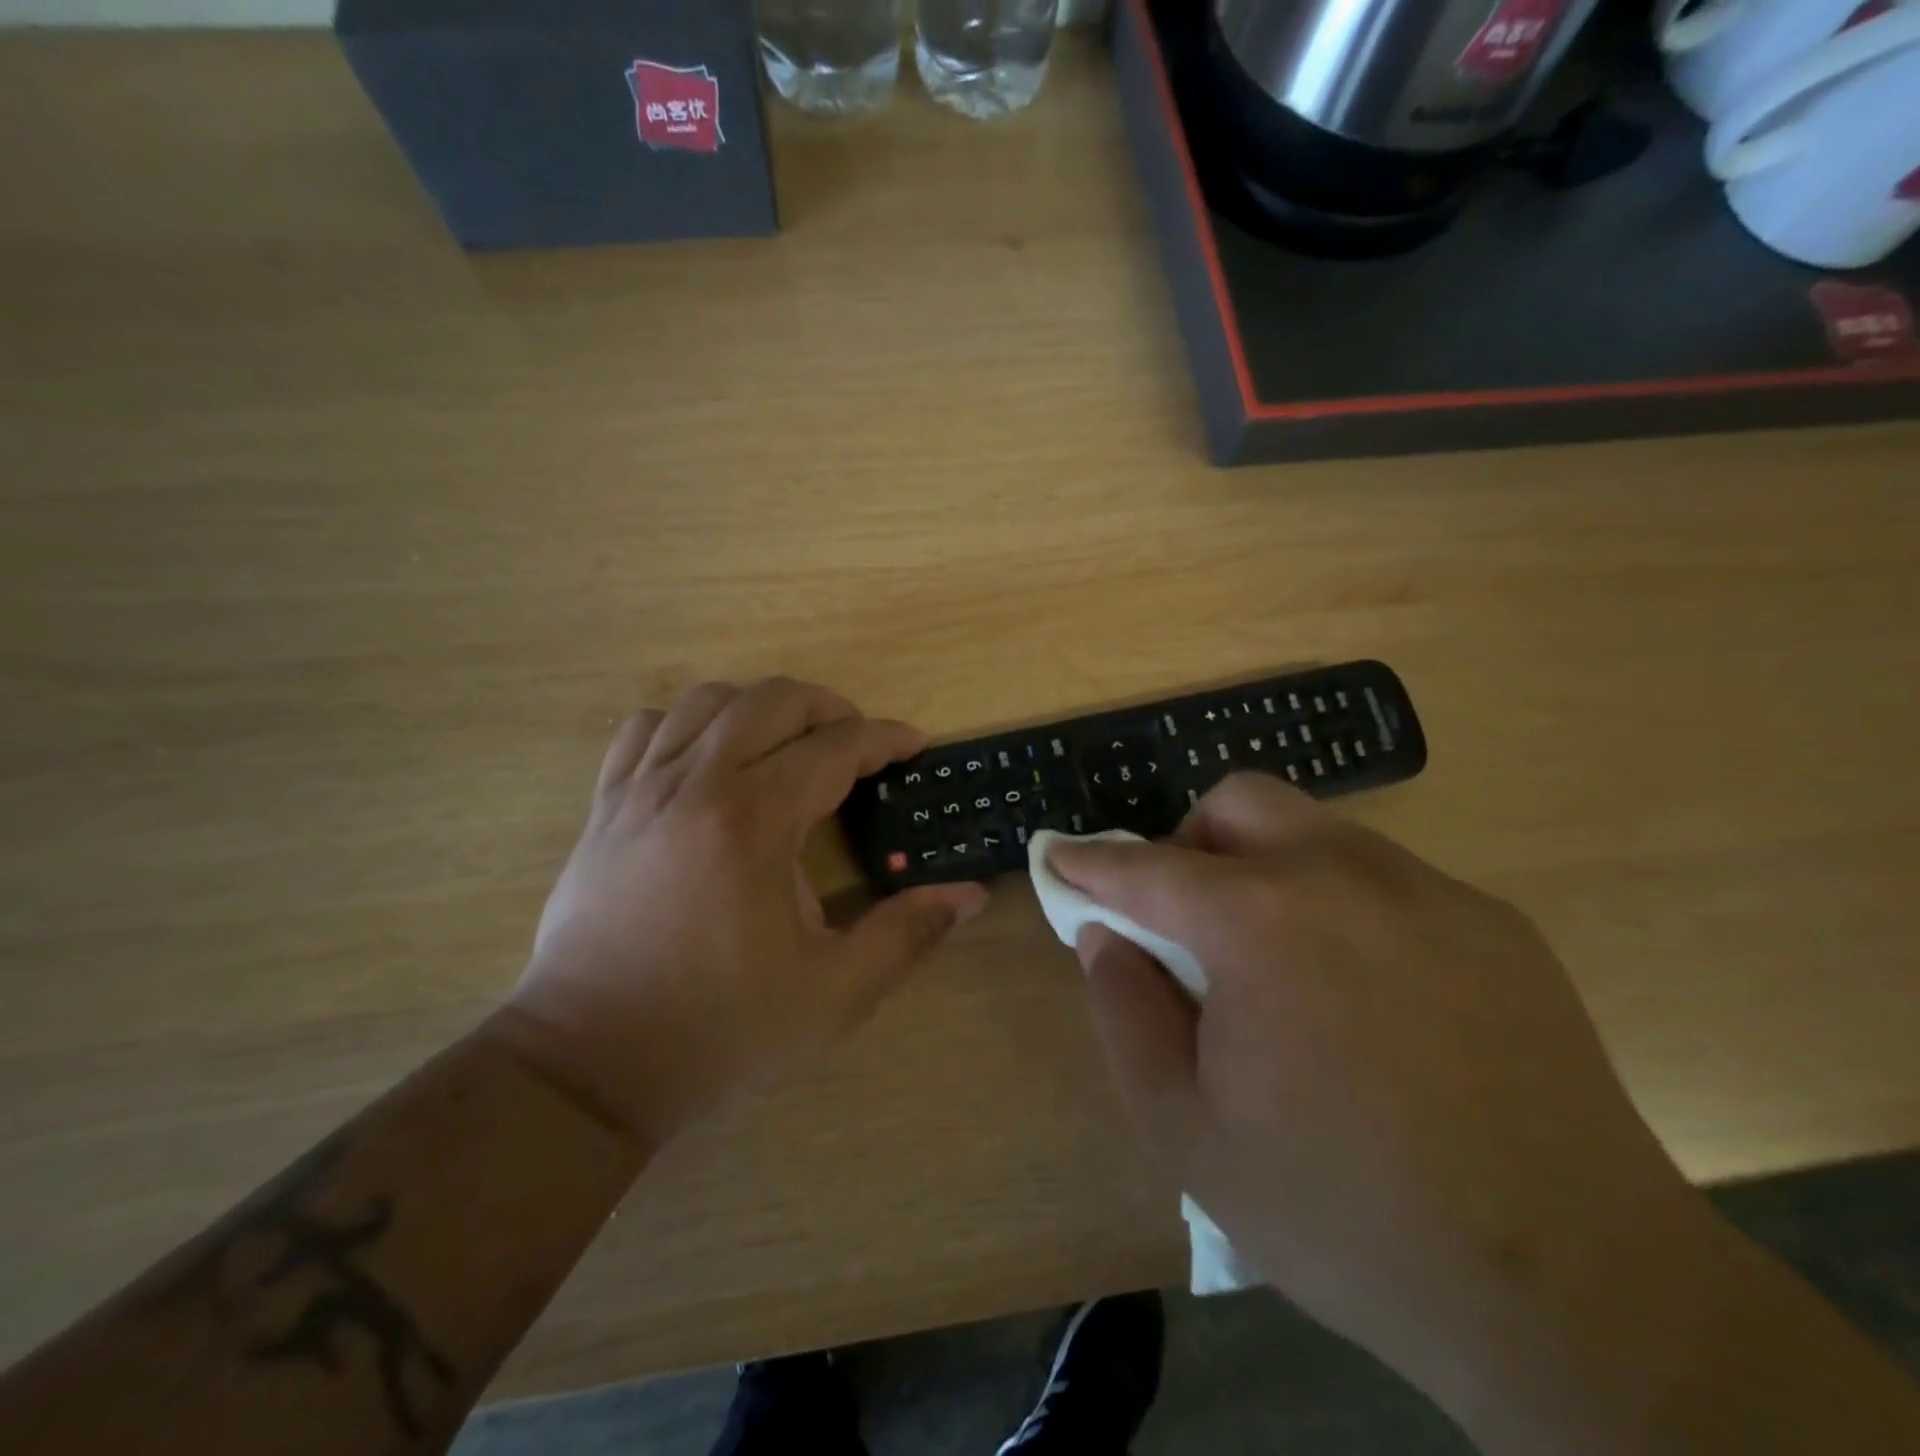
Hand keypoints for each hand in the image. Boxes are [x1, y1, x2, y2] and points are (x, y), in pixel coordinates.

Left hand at [503, 678, 987, 1150]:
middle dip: (830, 709)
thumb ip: (906, 935)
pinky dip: (689, 723)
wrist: (588, 1063)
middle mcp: (696, 784)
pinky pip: (646, 728)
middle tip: (858, 746)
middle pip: (773, 701)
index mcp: (754, 822)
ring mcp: (641, 788)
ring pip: (708, 700)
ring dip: (761, 708)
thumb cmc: (718, 1028)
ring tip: (788, 746)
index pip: (835, 748)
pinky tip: (709, 760)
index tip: (914, 745)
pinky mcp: (605, 806)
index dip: (885, 738)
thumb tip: (969, 894)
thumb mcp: (832, 994)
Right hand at [1048, 774, 1701, 1416]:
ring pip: (1315, 830)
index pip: (1146, 867)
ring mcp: (1429, 891)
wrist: (1575, 1295)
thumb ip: (1125, 1010)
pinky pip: (1383, 879)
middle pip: (1238, 801)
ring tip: (1274, 963)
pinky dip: (1337, 903)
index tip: (1060, 861)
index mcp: (1259, 922)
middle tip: (1185, 919)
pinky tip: (1362, 996)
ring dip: (1264, 868)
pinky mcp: (1493, 923)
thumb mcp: (1186, 1129)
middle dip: (1188, 842)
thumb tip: (1106, 935)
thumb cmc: (1343, 1213)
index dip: (1090, 863)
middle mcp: (1343, 876)